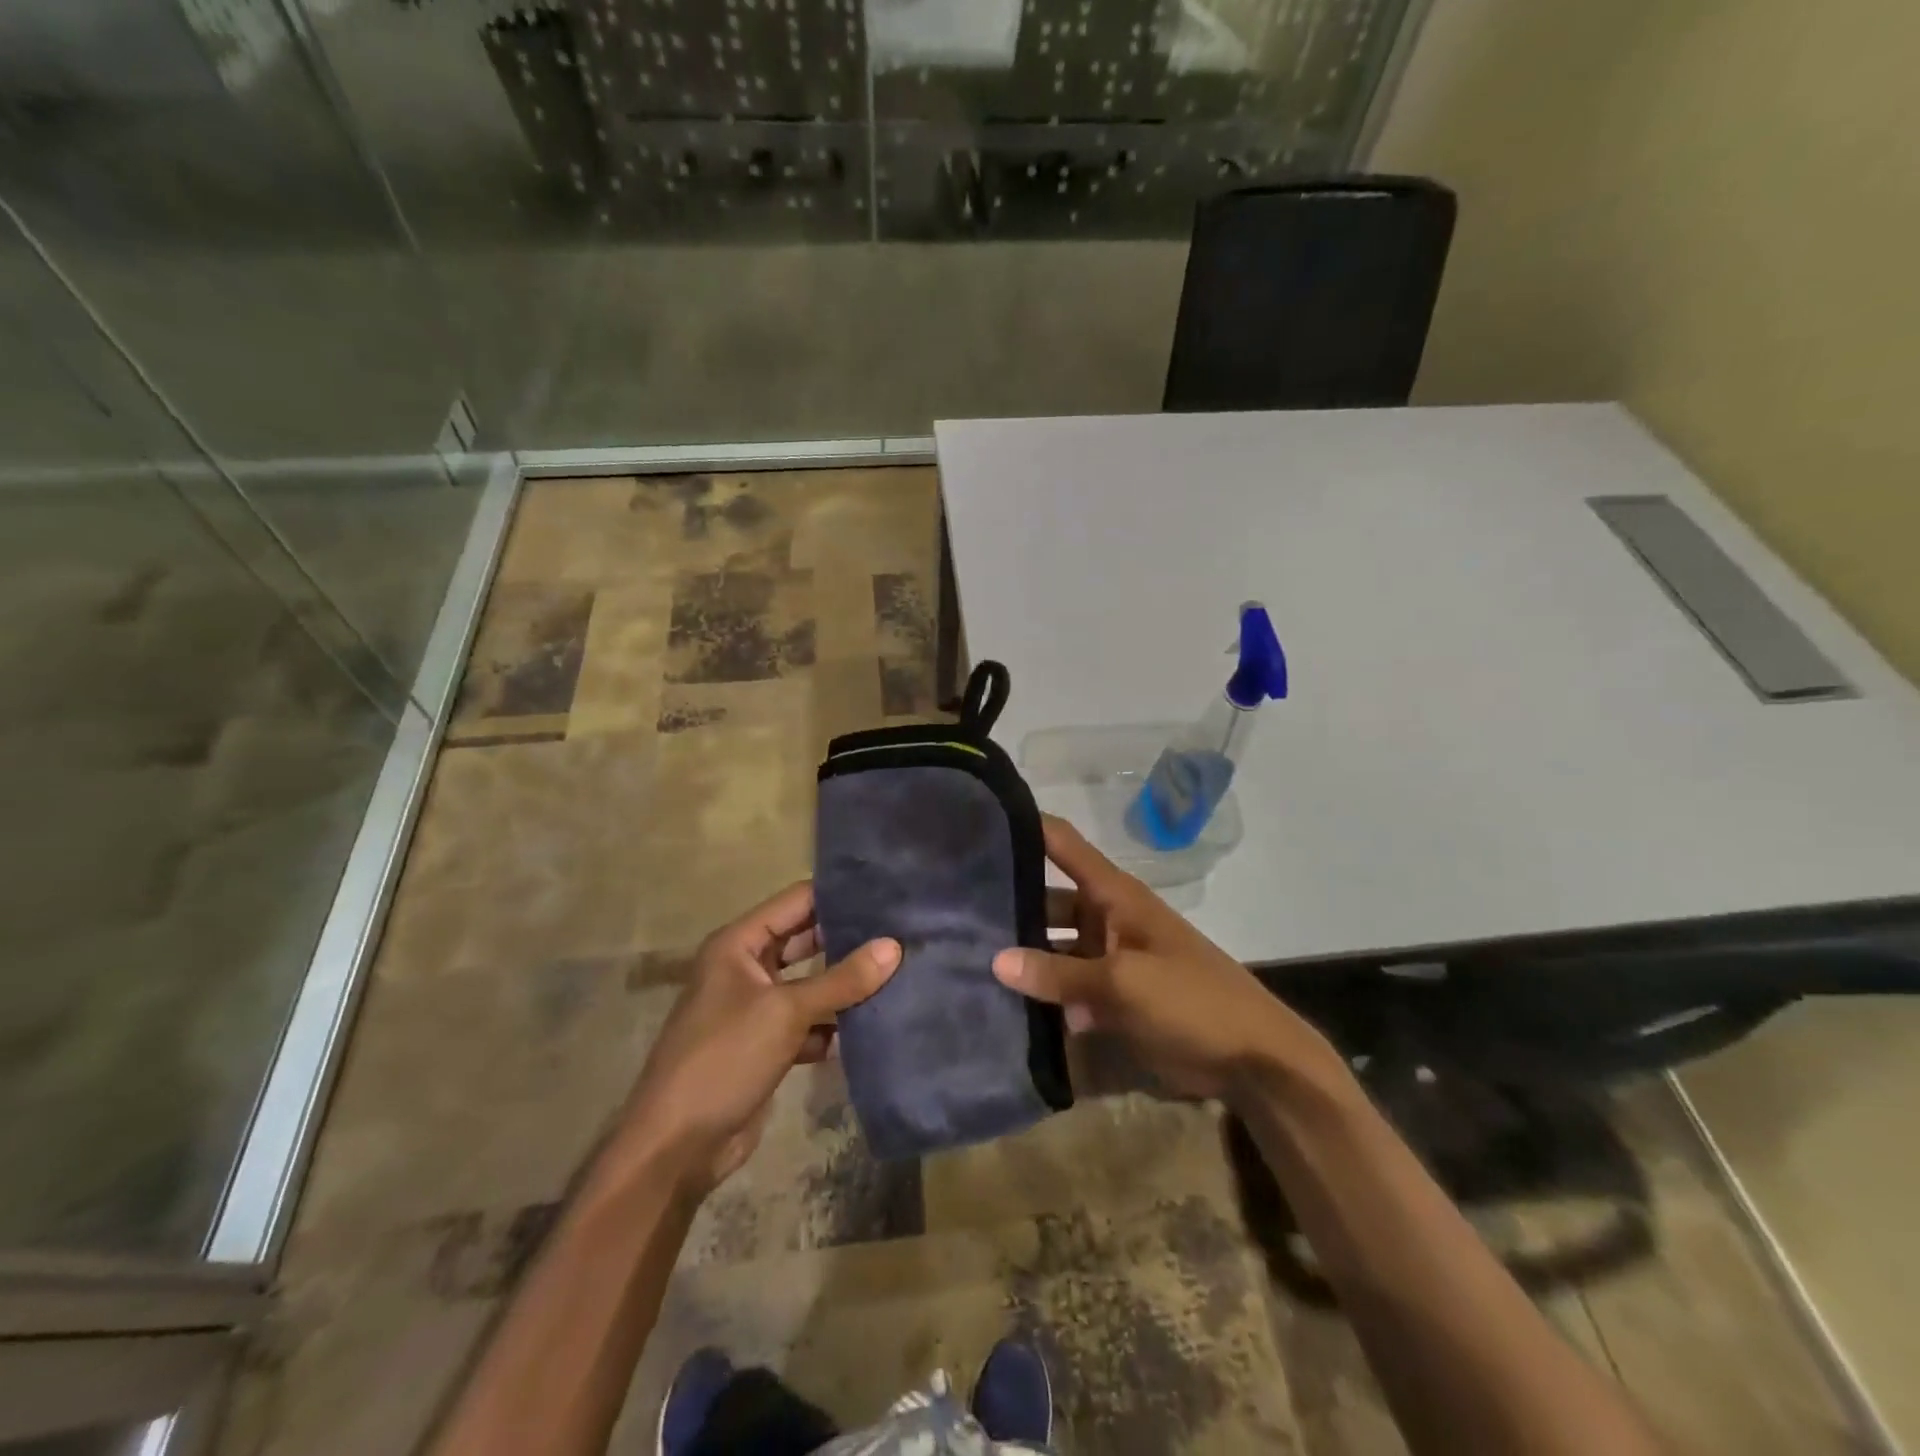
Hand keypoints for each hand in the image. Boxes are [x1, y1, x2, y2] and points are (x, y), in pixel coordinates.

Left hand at [611, 883, 900, 1198]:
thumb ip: (842, 979)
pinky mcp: (766, 1046)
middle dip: (848, 940)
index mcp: (738, 944)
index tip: (886, 893)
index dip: (838, 896)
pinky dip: (833, 1026)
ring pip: (810, 984)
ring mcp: (755, 1009)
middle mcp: (745, 968)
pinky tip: (872, 1027)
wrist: (676, 1147)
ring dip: (844, 986)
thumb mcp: (785, 1012)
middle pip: (805, 941)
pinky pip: (808, 1023)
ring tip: (899, 972)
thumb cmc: (724, 1058)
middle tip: (901, 932)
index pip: (796, 902)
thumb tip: (894, 946)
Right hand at [993, 815, 1334, 1101]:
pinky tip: (997, 1003)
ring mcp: (1106, 957)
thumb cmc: (1192, 1001)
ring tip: (959, 956)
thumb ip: (1060, 973)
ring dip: (1020, 955)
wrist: (1252, 1059)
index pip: (1062, 843)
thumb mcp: (1124, 983)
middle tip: (947, 909)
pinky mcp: (1109, 996)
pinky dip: (1041, 993)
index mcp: (1113, 895)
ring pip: (1051, 947)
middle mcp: (1104, 917)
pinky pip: (1064, 986)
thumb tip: (996, 960)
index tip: (975, 819)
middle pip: (1046, 898)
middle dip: (1006, 902)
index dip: (1024, 825)